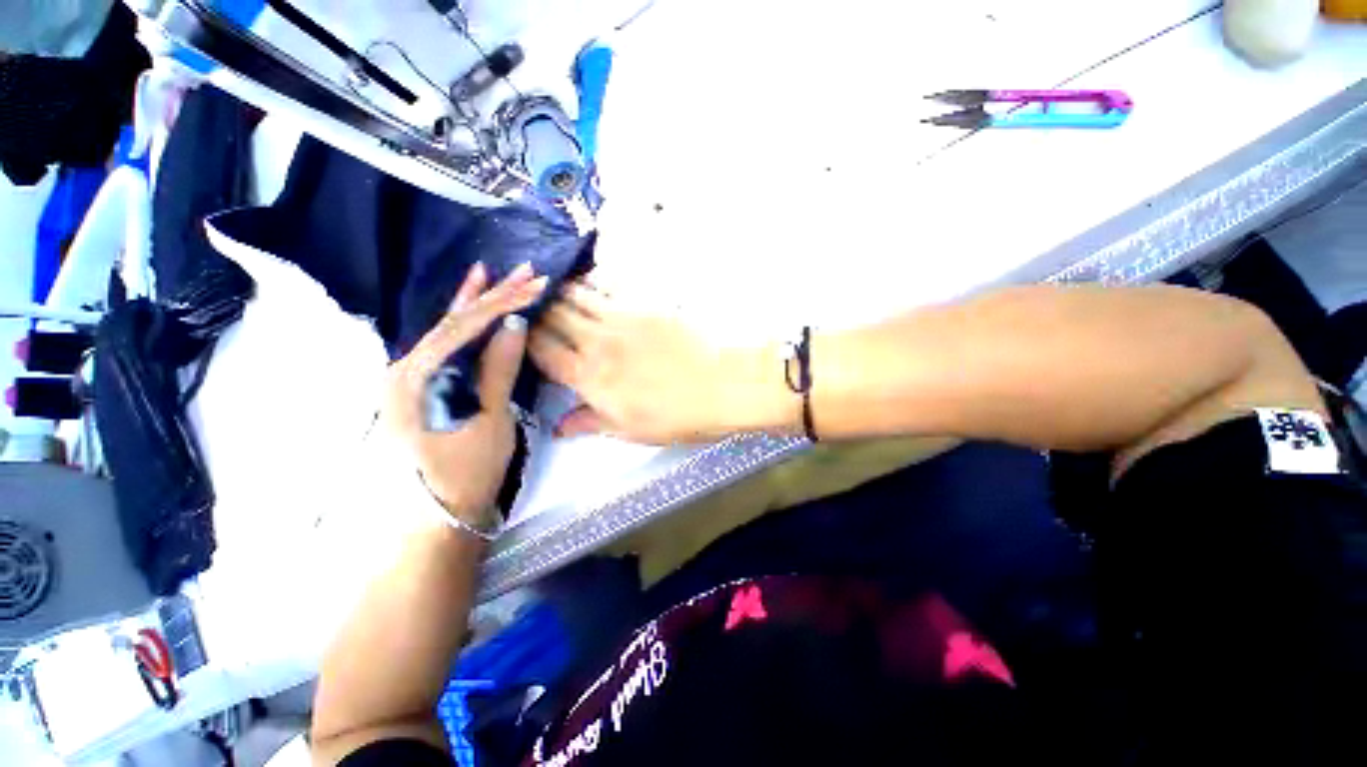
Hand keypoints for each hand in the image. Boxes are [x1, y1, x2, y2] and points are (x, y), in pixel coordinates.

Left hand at [384, 263, 546, 524]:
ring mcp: (412, 375)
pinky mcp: (424, 383)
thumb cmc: (470, 467)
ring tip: (495, 272)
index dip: (504, 304)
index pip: (468, 327)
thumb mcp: (490, 418)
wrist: (443, 506)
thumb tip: (515, 323)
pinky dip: (461, 321)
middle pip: (457, 322)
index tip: (535, 285)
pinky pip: (445, 344)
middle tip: (527, 272)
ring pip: (449, 328)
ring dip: (477, 301)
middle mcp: (408, 367)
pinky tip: (467, 301)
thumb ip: (499, 368)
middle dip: (495, 296)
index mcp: (421, 376)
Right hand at [529, 283, 795, 443]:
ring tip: (550, 286)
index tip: (517, 331)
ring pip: (577, 297)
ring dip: (560, 292)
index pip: (543, 352)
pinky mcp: (645, 306)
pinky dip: (592, 284)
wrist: (722, 386)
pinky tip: (588, 282)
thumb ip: (591, 423)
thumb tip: (559, 428)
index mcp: (590, 378)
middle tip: (528, 303)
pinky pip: (609, 288)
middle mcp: (597, 343)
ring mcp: (621, 319)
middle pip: (554, 318)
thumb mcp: (632, 430)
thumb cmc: (678, 417)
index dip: (525, 340)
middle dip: (537, 311)